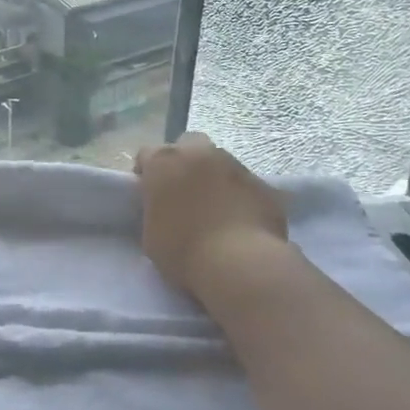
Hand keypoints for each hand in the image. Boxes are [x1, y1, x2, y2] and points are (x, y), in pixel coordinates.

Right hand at [134, 131, 293, 300]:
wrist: (239, 266)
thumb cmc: (183, 252)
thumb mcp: (150, 234)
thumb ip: (154, 210)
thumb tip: (163, 210)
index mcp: (164, 162)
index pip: (147, 154)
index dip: (147, 173)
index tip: (149, 194)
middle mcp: (198, 154)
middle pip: (188, 144)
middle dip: (185, 161)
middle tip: (184, 191)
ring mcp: (234, 165)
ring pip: (220, 161)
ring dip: (214, 177)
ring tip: (215, 208)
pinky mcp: (263, 184)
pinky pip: (246, 185)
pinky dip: (241, 196)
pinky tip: (241, 221)